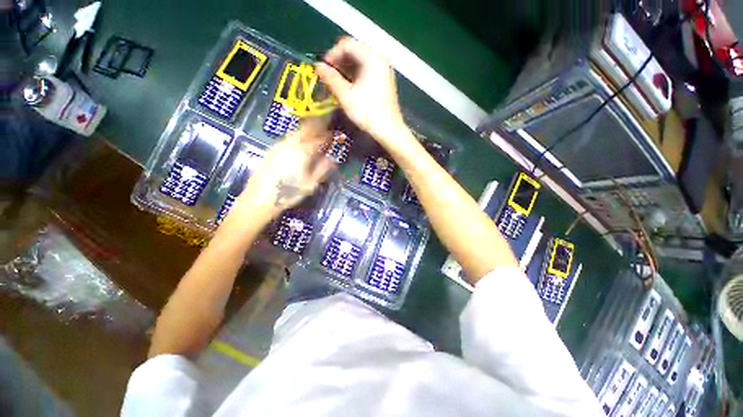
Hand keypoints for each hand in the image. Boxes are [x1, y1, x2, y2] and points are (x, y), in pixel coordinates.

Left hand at [237, 119, 334, 215]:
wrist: (260, 198)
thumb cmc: (289, 192)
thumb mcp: (310, 184)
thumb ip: (322, 169)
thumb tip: (333, 159)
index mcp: (303, 152)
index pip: (319, 138)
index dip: (328, 135)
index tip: (335, 134)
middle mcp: (291, 144)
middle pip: (306, 130)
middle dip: (316, 126)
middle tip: (325, 125)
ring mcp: (279, 146)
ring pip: (295, 133)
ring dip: (306, 131)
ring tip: (313, 133)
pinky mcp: (271, 150)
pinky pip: (288, 139)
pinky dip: (296, 137)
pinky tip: (298, 144)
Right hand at [315, 37, 406, 145]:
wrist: (389, 130)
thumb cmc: (368, 113)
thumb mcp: (346, 96)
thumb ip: (331, 78)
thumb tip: (318, 66)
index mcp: (372, 58)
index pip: (347, 44)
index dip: (332, 53)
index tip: (324, 68)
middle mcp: (380, 59)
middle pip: (355, 51)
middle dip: (339, 61)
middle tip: (329, 75)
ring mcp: (384, 69)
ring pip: (361, 61)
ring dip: (346, 68)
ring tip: (336, 81)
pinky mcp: (385, 80)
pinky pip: (367, 69)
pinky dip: (356, 74)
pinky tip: (349, 86)